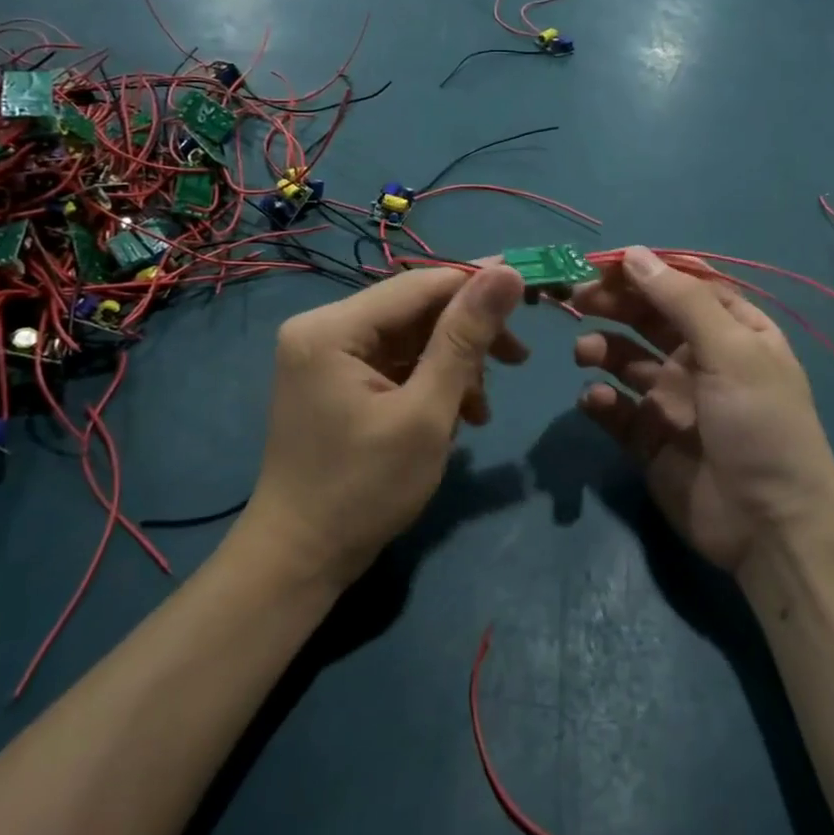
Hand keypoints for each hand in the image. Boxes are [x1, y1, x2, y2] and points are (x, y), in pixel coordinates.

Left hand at [247, 264, 526, 586]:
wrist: (300, 561)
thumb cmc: (364, 490)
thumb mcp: (426, 413)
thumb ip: (465, 339)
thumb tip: (507, 273)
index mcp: (332, 328)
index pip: (419, 285)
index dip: (478, 284)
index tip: (533, 293)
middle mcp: (322, 329)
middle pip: (415, 310)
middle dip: (467, 336)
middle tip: (518, 360)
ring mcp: (326, 356)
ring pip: (410, 338)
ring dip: (454, 366)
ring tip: (480, 411)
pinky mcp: (336, 382)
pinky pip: (395, 363)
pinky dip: (430, 383)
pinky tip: (457, 416)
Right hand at [572, 247, 833, 577]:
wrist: (770, 525)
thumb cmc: (760, 424)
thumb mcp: (732, 351)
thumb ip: (681, 301)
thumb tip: (634, 254)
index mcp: (732, 332)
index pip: (683, 286)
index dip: (645, 271)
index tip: (604, 264)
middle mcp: (701, 359)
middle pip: (648, 318)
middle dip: (614, 304)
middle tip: (577, 298)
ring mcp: (673, 400)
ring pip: (625, 360)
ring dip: (602, 348)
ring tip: (584, 352)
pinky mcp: (648, 439)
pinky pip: (615, 409)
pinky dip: (600, 400)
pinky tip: (596, 401)